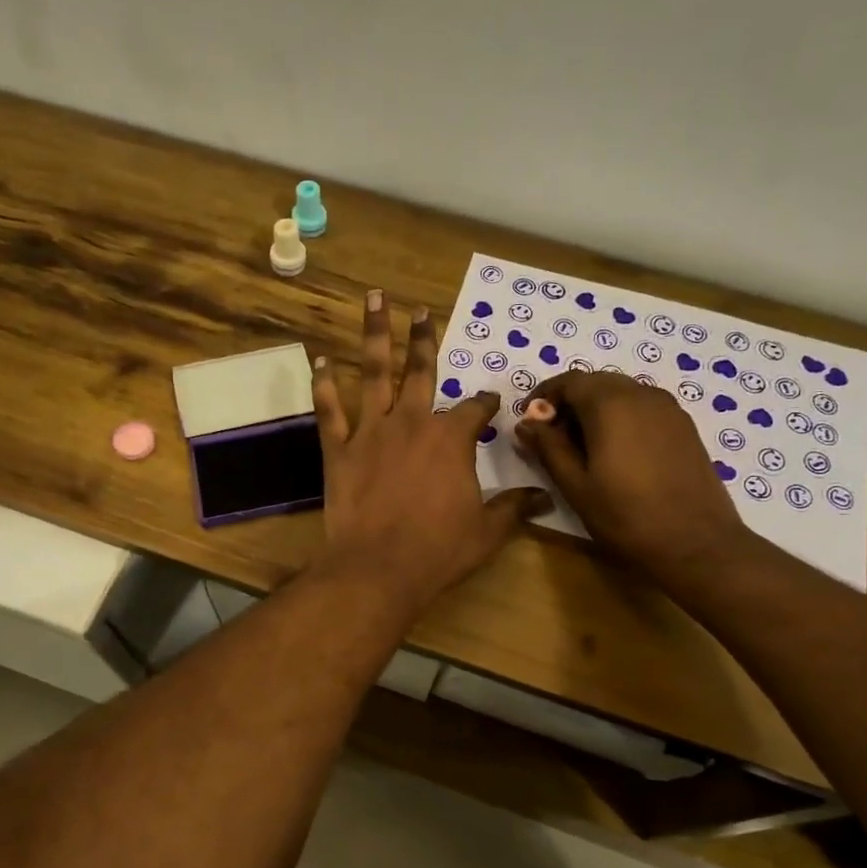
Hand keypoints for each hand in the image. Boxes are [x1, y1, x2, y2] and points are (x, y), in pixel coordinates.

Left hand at [311, 290, 549, 611]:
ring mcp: (371, 432)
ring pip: (373, 373)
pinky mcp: (338, 450)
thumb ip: (515, 508)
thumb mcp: (487, 531)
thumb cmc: (438, 550)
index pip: (474, 409)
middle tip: (421, 310)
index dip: (485, 403)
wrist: (379, 568)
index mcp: (451, 439)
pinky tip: (319, 360)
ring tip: (373, 299)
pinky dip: (323, 385)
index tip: (492, 400)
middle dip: (423, 338)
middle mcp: (412, 423)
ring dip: (374, 335)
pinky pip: (329, 410)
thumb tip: (547, 497)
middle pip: (420, 371)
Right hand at [514, 371, 748, 592]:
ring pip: (621, 393)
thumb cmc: (626, 517)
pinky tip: (615, 453)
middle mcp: (642, 394)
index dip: (544, 397)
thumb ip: (548, 448)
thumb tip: (526, 424)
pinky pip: (643, 407)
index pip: (569, 381)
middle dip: (569, 402)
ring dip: (595, 410)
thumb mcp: (575, 485)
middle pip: (596, 382)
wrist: (697, 544)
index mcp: (611, 404)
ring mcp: (668, 408)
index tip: (529, 423)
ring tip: (582, 448)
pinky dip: (621, 417)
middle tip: (552, 438)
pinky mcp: (684, 426)